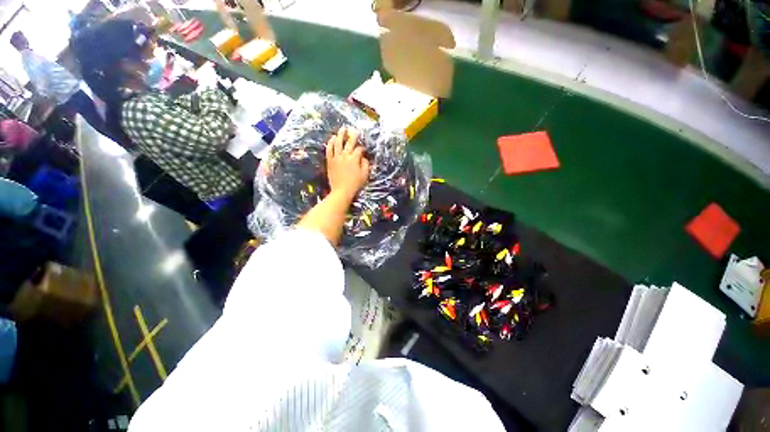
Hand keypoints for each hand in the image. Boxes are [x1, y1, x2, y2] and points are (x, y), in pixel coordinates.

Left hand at [326, 126, 369, 199]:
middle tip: (354, 129)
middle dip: (352, 135)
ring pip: (338, 143)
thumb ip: (365, 164)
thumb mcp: (365, 175)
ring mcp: (336, 158)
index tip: (364, 150)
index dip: (362, 148)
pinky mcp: (330, 161)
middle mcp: (345, 155)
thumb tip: (363, 157)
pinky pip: (329, 150)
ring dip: (340, 135)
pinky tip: (332, 139)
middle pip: (349, 142)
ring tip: (342, 129)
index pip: (359, 149)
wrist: (342, 191)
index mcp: (354, 159)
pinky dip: (330, 143)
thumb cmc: (355, 184)